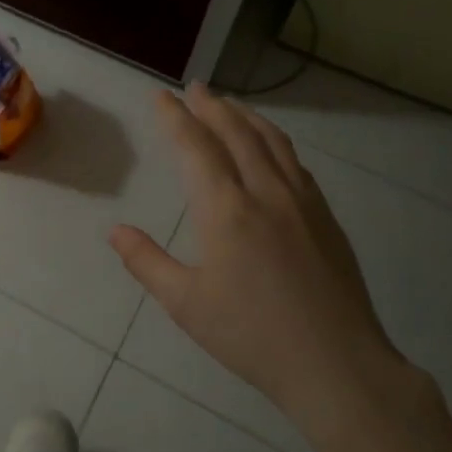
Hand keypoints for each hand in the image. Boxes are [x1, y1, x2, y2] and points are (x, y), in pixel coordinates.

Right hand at [110, 85, 412, 451]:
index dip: (175, 117)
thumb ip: (147, 262)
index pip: (196, 147)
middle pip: (236, 133)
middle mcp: (265, 192)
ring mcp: (301, 201)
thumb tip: (114, 231)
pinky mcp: (325, 217)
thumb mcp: (186, 304)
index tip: (161, 96)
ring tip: (229, 105)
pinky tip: (271, 147)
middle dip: (211, 106)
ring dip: (246, 117)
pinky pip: (295, 162)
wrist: (336, 364)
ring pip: (271, 142)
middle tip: (195, 88)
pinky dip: (275, 141)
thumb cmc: (252, 335)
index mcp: (226, 210)